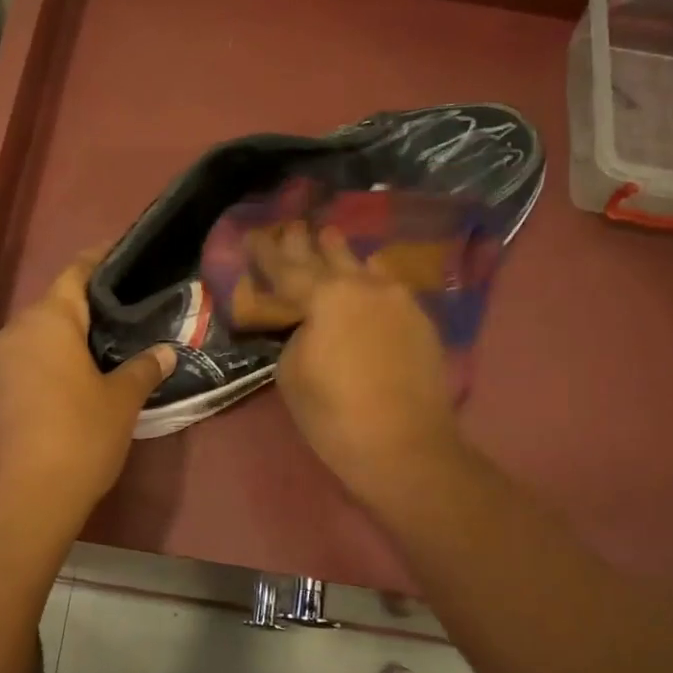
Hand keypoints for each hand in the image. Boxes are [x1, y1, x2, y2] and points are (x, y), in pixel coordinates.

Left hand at [0, 250, 175, 530]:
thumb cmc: (78, 440)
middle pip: (50, 308)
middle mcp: (11, 334)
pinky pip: (16, 368)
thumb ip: (143, 369)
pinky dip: (39, 370)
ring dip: (59, 343)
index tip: (121, 253)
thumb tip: (164, 351)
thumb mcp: (121, 403)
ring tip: (94, 358)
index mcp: (47, 323)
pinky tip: (60, 394)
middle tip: (120, 321)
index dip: (99, 260)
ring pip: (31, 340)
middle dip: (83, 311)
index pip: (75, 274)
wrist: (20, 503)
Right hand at [247, 223, 464, 511]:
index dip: (265, 252)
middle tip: (292, 225)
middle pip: (328, 257)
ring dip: (342, 254)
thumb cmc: (335, 415)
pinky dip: (369, 278)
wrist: (405, 446)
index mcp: (326, 297)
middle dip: (306, 243)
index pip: (286, 268)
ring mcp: (398, 301)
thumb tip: (310, 326)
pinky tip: (368, 272)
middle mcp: (364, 286)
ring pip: (363, 267)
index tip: (252, 234)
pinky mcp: (420, 321)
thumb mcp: (292, 373)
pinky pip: (387, 288)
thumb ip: (296, 336)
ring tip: (330, 236)